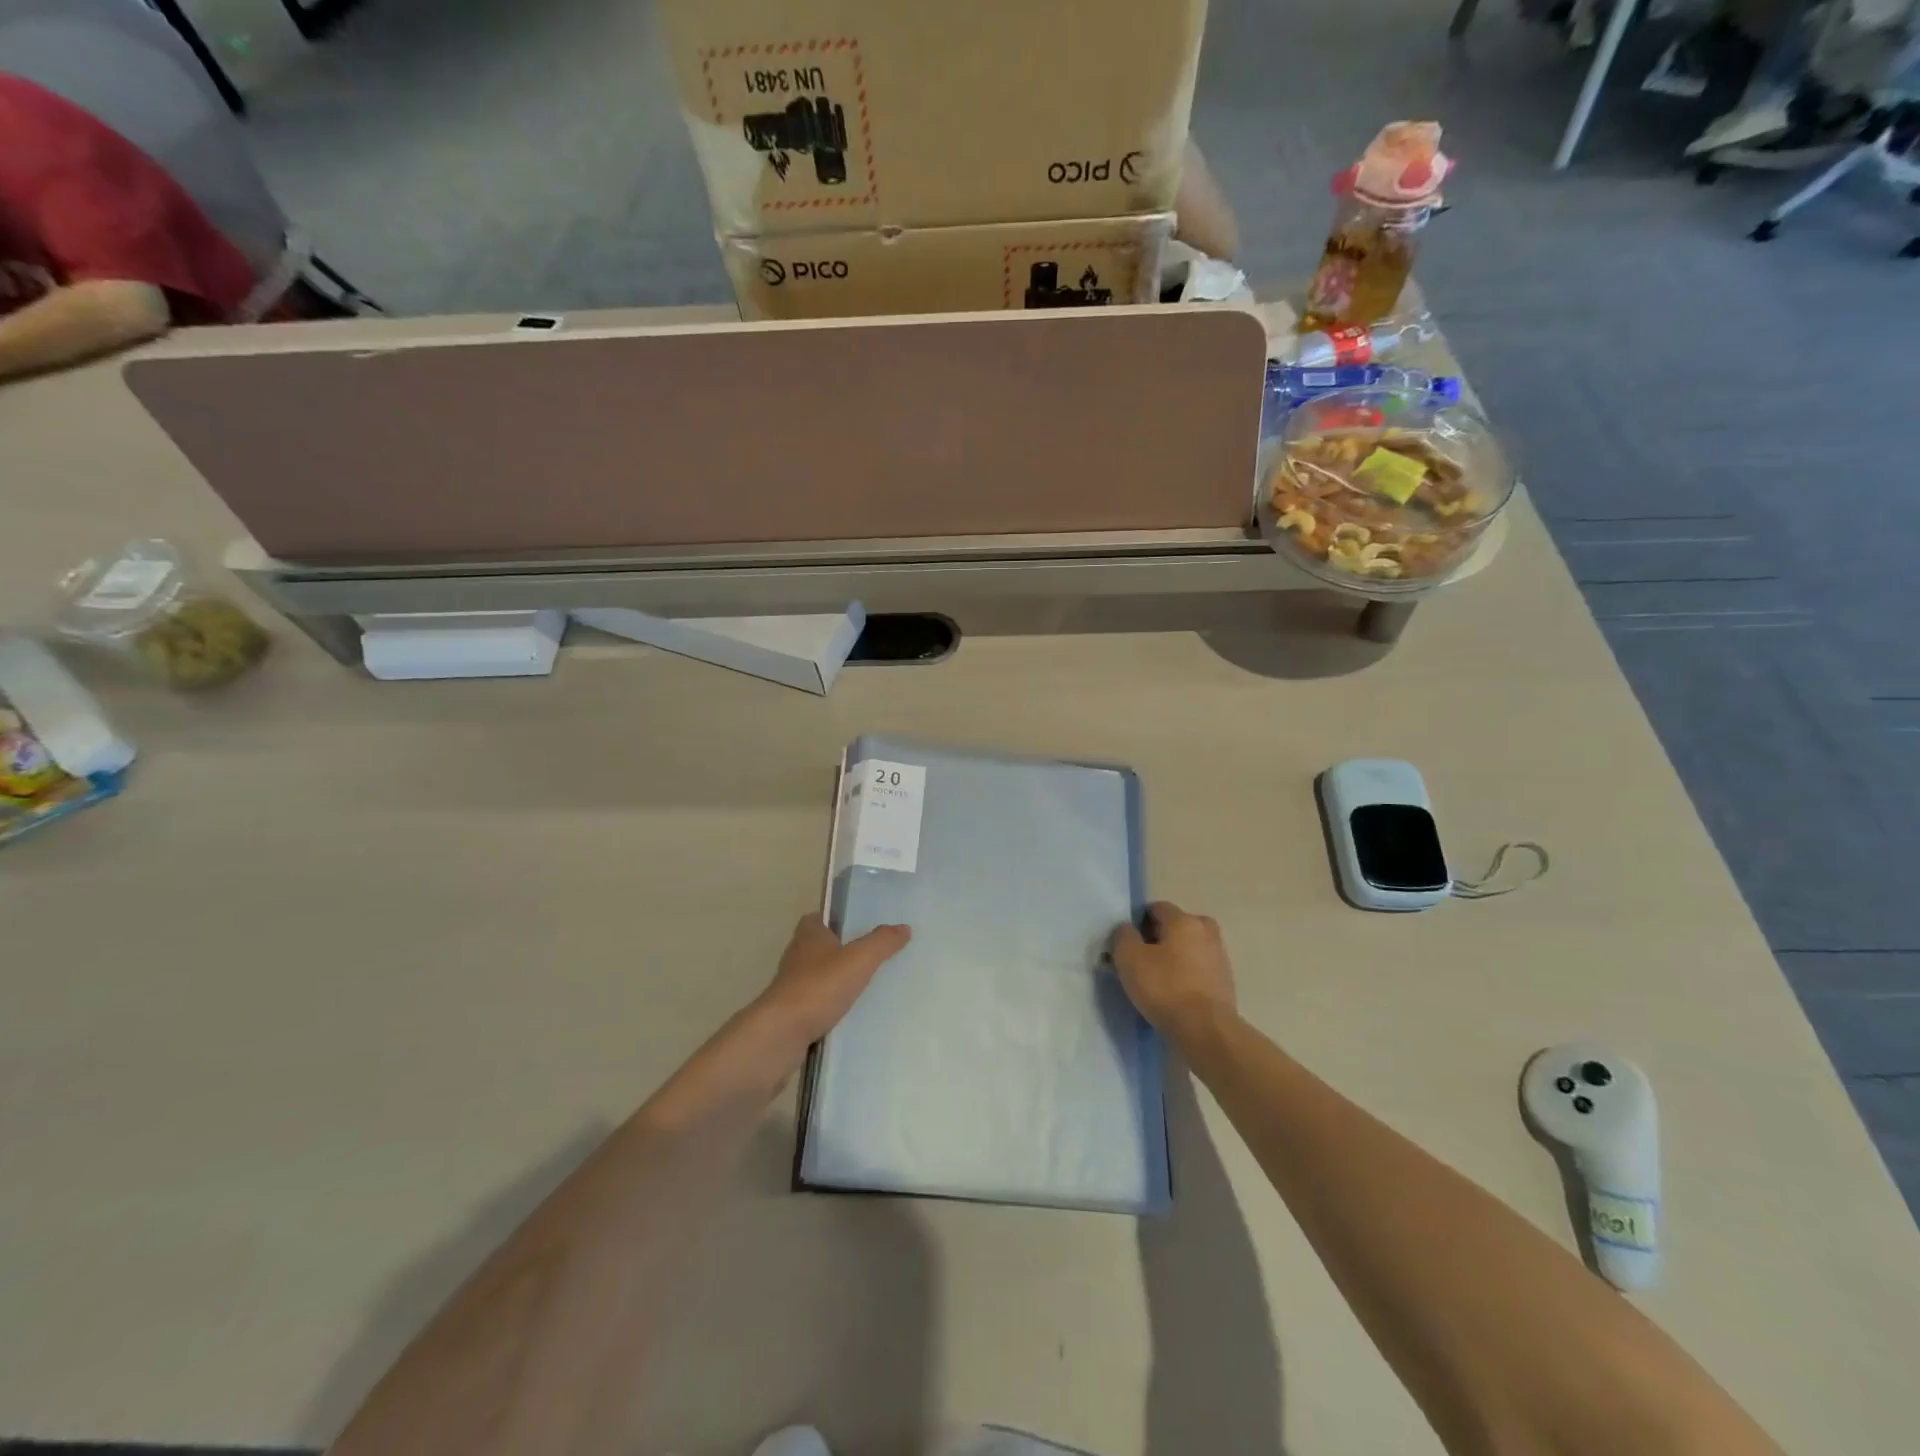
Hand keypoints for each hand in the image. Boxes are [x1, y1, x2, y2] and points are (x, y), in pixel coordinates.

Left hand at [757, 914, 910, 1047]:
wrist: (782, 1034)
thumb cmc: (819, 986)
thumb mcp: (859, 959)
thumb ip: (882, 942)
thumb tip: (904, 927)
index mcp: (808, 935)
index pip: (819, 918)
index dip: (836, 919)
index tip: (859, 926)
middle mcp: (796, 956)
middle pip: (819, 947)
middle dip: (840, 951)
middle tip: (870, 956)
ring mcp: (791, 986)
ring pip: (817, 976)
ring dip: (835, 980)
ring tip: (866, 986)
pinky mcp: (790, 1013)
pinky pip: (815, 1004)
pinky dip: (830, 1006)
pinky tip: (849, 1015)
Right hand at [1109, 901, 1237, 1040]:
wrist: (1206, 1030)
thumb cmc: (1165, 987)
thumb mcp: (1129, 958)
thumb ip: (1123, 936)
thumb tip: (1127, 929)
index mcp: (1184, 920)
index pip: (1157, 908)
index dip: (1138, 921)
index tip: (1128, 942)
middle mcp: (1206, 932)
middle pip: (1177, 926)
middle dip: (1160, 937)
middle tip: (1143, 958)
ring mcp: (1219, 957)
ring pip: (1190, 948)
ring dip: (1175, 957)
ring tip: (1158, 979)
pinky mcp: (1225, 982)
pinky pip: (1199, 969)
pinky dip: (1187, 975)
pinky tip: (1174, 994)